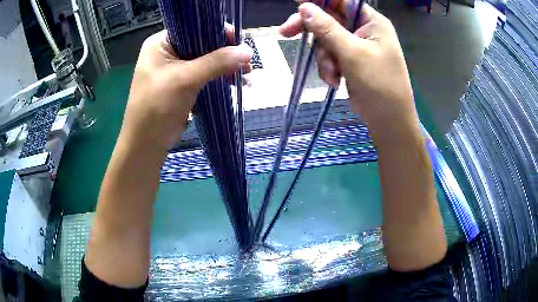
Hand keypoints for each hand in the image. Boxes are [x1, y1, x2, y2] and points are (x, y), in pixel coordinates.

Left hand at [122, 29, 251, 148]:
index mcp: (161, 43)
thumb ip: (216, 62)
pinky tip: (236, 83)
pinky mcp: (181, 85)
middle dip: (226, 52)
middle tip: (248, 61)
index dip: (218, 31)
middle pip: (202, 44)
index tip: (241, 40)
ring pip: (205, 60)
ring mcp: (175, 69)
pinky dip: (219, 78)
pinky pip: (204, 75)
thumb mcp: (185, 80)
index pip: (194, 28)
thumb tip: (247, 51)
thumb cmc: (156, 107)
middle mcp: (167, 52)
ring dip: (226, 67)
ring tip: (247, 74)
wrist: (145, 145)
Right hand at [280, 1, 416, 139]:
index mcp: (371, 22)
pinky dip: (328, 68)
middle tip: (285, 32)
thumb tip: (305, 7)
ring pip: (326, 41)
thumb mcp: (352, 54)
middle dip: (312, 31)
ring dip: (324, 58)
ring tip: (332, 75)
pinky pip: (329, 56)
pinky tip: (335, 81)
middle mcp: (364, 30)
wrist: (389, 121)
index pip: (342, 2)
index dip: (319, 1)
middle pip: (329, 20)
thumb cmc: (379, 85)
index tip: (297, 3)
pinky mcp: (349, 61)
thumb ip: (327, 28)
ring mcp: (356, 46)